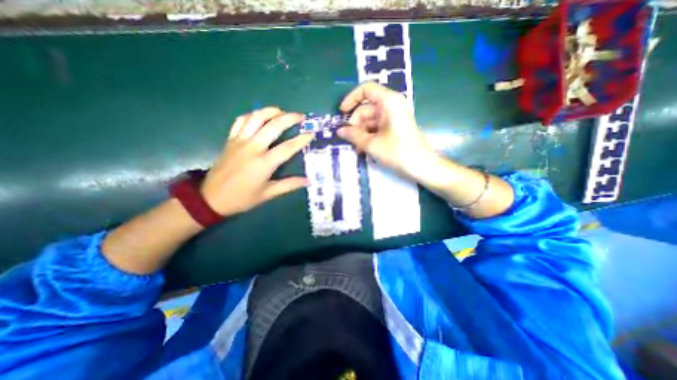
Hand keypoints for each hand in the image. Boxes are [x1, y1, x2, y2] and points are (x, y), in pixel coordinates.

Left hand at [199, 108, 312, 217]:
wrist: (210, 198)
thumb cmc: (242, 198)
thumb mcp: (267, 194)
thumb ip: (289, 185)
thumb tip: (308, 181)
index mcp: (263, 163)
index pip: (287, 147)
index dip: (301, 140)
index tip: (311, 134)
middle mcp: (252, 148)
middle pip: (273, 126)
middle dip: (289, 118)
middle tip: (301, 116)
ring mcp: (239, 141)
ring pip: (256, 118)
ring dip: (271, 111)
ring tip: (282, 111)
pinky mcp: (230, 140)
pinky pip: (241, 121)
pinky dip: (252, 115)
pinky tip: (260, 116)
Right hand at [337, 81, 439, 181]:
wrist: (421, 166)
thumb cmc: (398, 152)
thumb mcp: (372, 144)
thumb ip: (353, 135)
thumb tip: (339, 131)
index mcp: (389, 102)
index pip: (366, 89)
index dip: (351, 98)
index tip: (342, 113)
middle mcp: (392, 105)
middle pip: (366, 108)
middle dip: (356, 124)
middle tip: (350, 140)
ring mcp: (394, 116)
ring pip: (370, 120)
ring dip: (361, 133)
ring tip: (357, 148)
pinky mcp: (395, 127)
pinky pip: (377, 127)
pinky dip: (369, 136)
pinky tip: (364, 149)